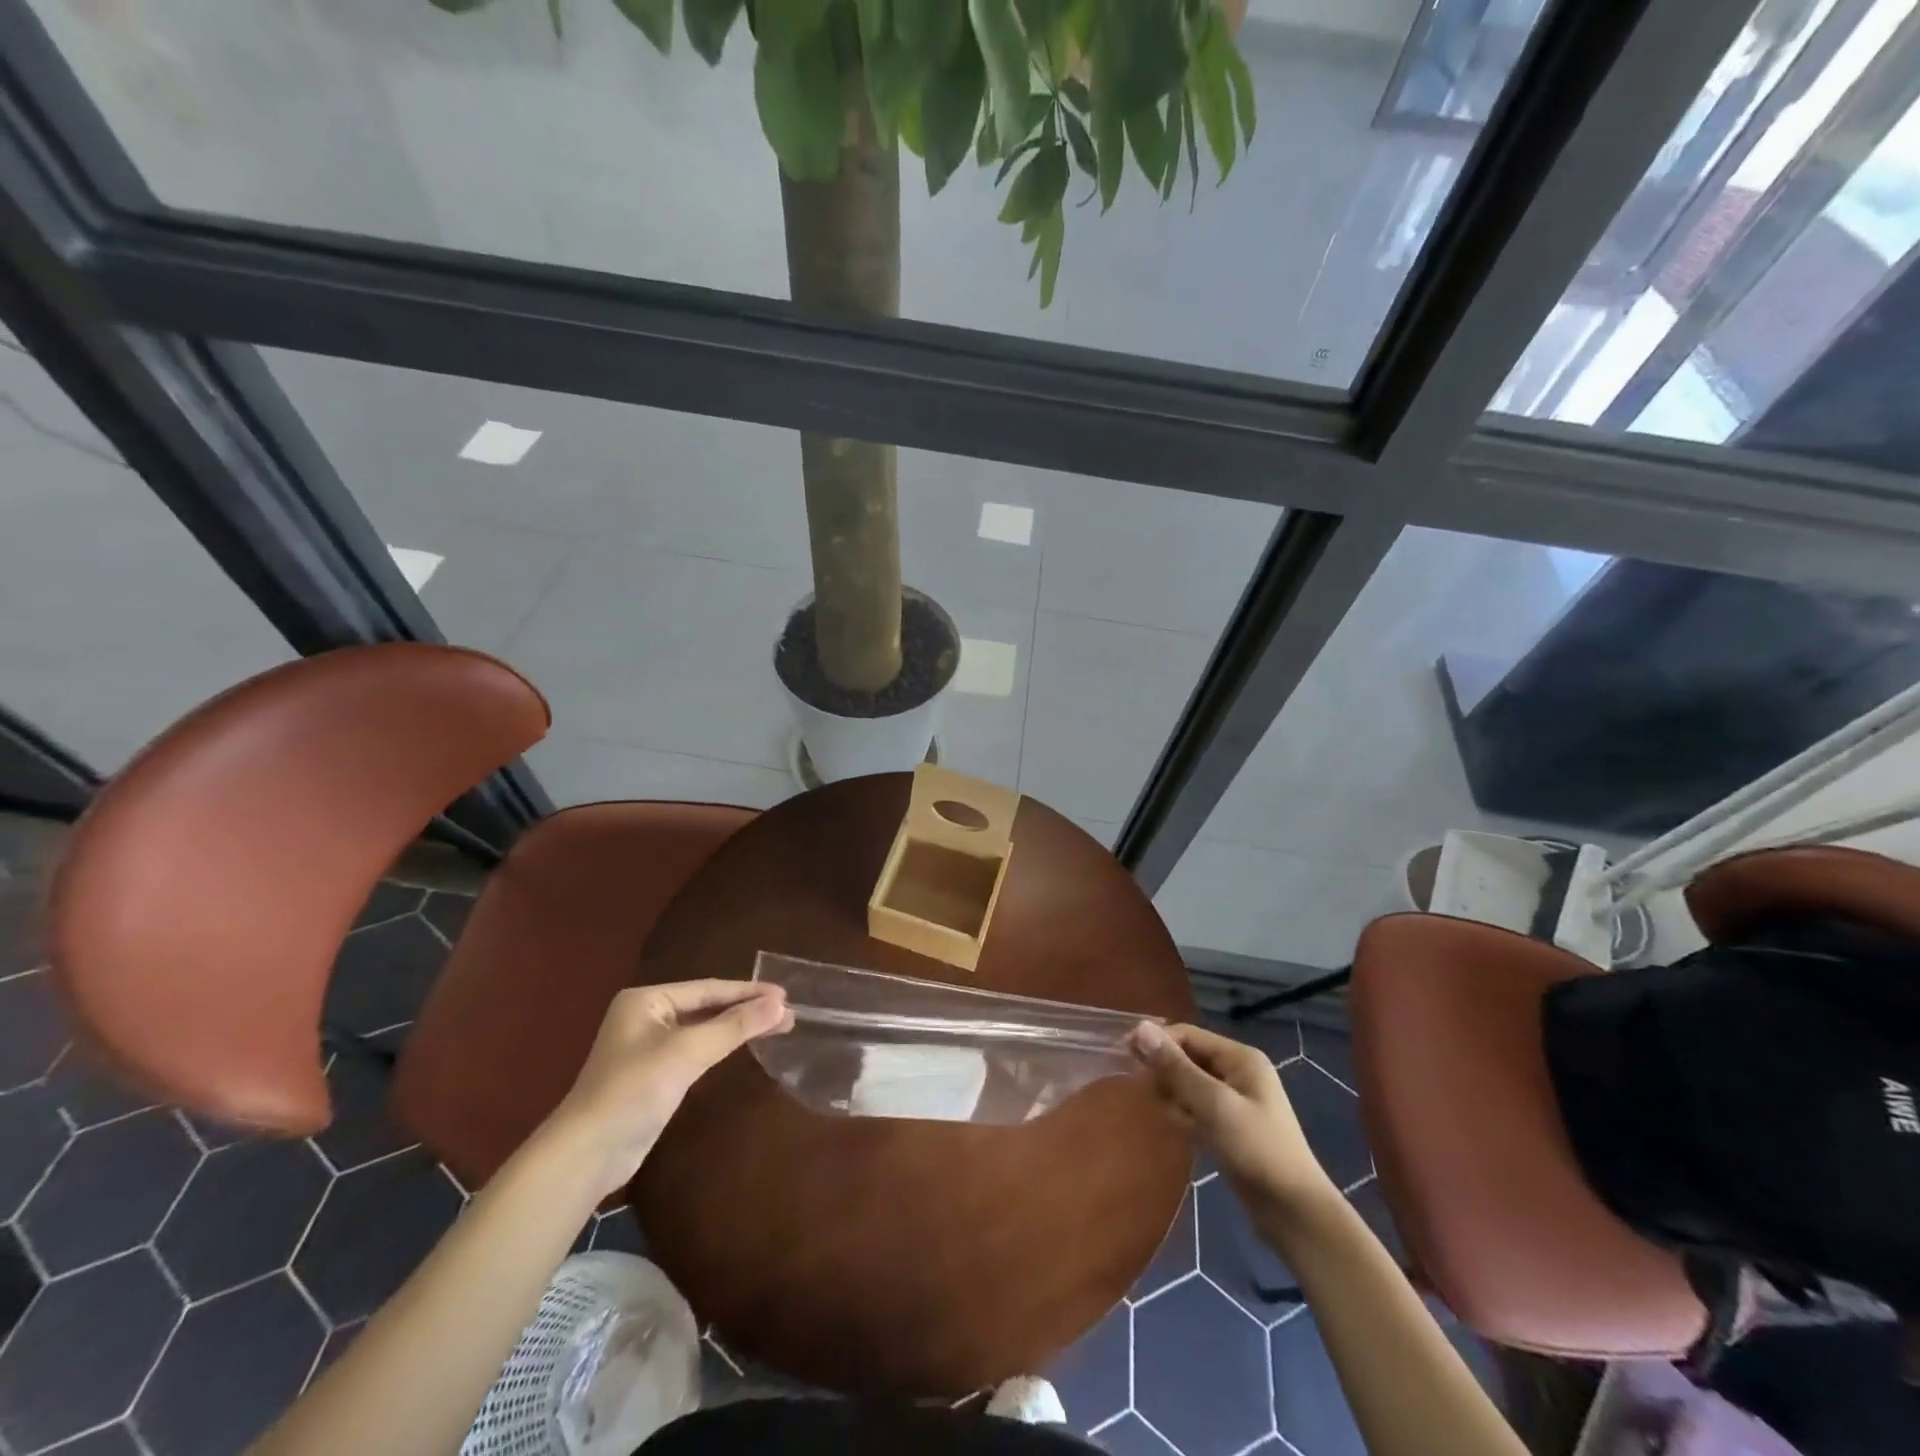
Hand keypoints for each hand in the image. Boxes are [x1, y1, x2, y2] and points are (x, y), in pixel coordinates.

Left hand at [542, 981, 792, 1198]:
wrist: (587, 1154)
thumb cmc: (634, 1090)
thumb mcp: (688, 1052)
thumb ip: (735, 1026)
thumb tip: (781, 1003)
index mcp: (647, 999)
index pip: (708, 988)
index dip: (748, 991)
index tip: (785, 994)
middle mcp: (646, 1015)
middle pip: (707, 1006)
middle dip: (746, 1009)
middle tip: (787, 1013)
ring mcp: (648, 1046)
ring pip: (703, 1028)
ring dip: (737, 1028)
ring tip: (776, 1027)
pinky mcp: (653, 1074)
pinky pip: (695, 1050)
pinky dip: (721, 1046)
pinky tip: (743, 1048)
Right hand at [1131, 1022, 1338, 1211]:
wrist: (1295, 1214)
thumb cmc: (1256, 1150)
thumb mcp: (1213, 1104)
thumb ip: (1176, 1067)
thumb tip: (1139, 1028)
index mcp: (1240, 1058)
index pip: (1188, 1035)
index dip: (1157, 1041)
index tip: (1125, 1055)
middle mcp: (1239, 1072)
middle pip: (1189, 1057)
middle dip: (1165, 1070)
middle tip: (1142, 1088)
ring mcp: (1236, 1101)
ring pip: (1190, 1085)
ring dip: (1174, 1095)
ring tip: (1168, 1114)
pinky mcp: (1231, 1128)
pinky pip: (1198, 1108)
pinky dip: (1186, 1115)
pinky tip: (1181, 1130)